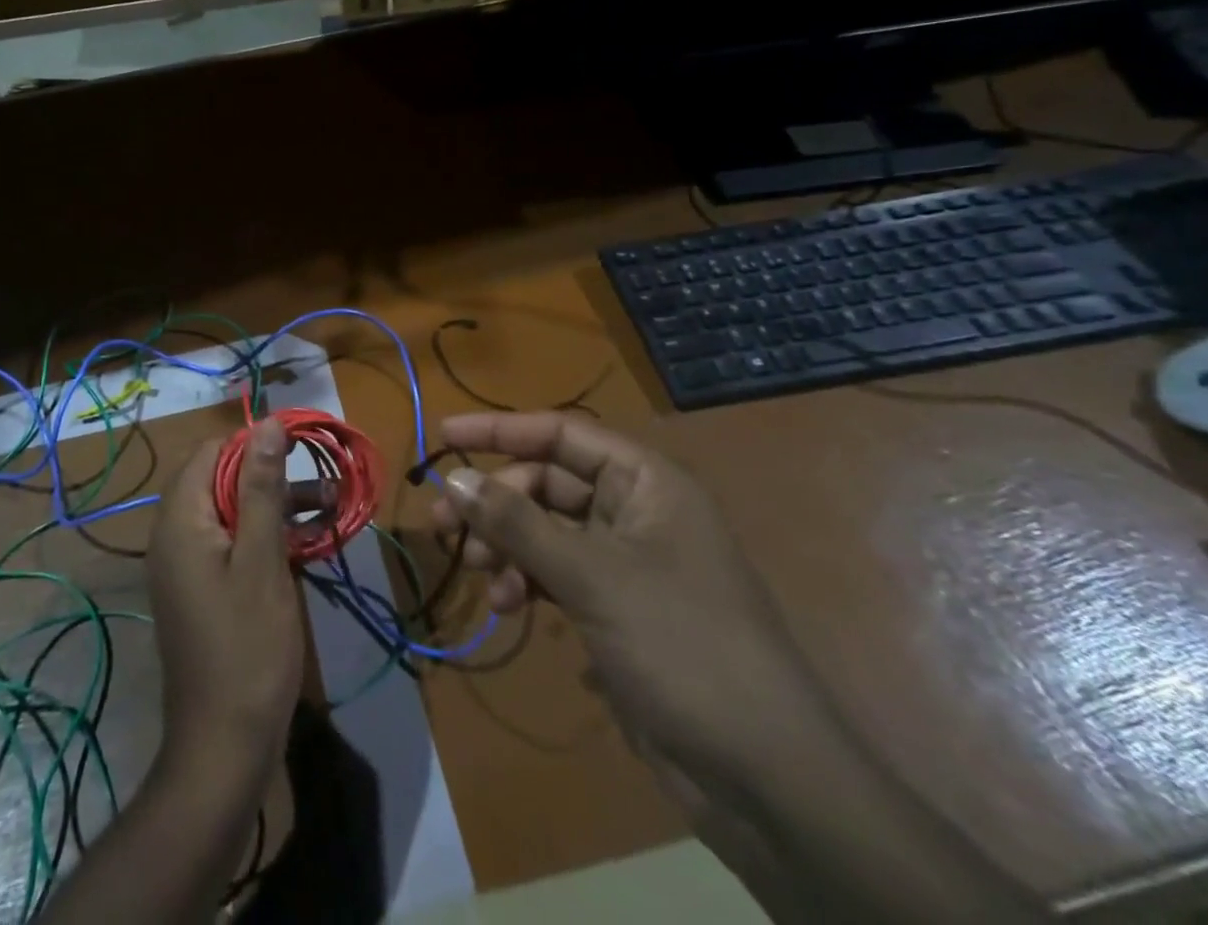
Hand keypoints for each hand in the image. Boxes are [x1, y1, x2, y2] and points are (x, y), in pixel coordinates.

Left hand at [148, 418, 304, 779]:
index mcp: (181, 520)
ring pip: (233, 512)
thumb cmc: (247, 648)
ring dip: (276, 505)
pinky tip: (308, 542)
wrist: (224, 747)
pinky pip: (233, 543)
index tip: (298, 451)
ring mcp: (188, 565)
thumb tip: (268, 423)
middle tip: (321, 483)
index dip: (254, 445)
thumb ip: (262, 487)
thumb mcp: (262, 560)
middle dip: (272, 476)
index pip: (211, 452)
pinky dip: (266, 536)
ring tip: (330, 507)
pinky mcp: (203, 589)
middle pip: (222, 480)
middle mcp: (175, 535)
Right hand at [430, 412, 829, 783]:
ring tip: (476, 572)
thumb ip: (518, 523)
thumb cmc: (682, 645)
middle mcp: (635, 511)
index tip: (444, 435)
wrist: (764, 776)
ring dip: (506, 546)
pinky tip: (506, 607)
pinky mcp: (616, 608)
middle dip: (496, 502)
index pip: (561, 433)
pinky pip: (556, 574)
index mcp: (645, 482)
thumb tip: (453, 477)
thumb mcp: (593, 576)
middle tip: (444, 524)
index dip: (500, 430)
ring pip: (546, 531)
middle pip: (546, 484)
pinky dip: (526, 582)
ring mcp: (626, 562)